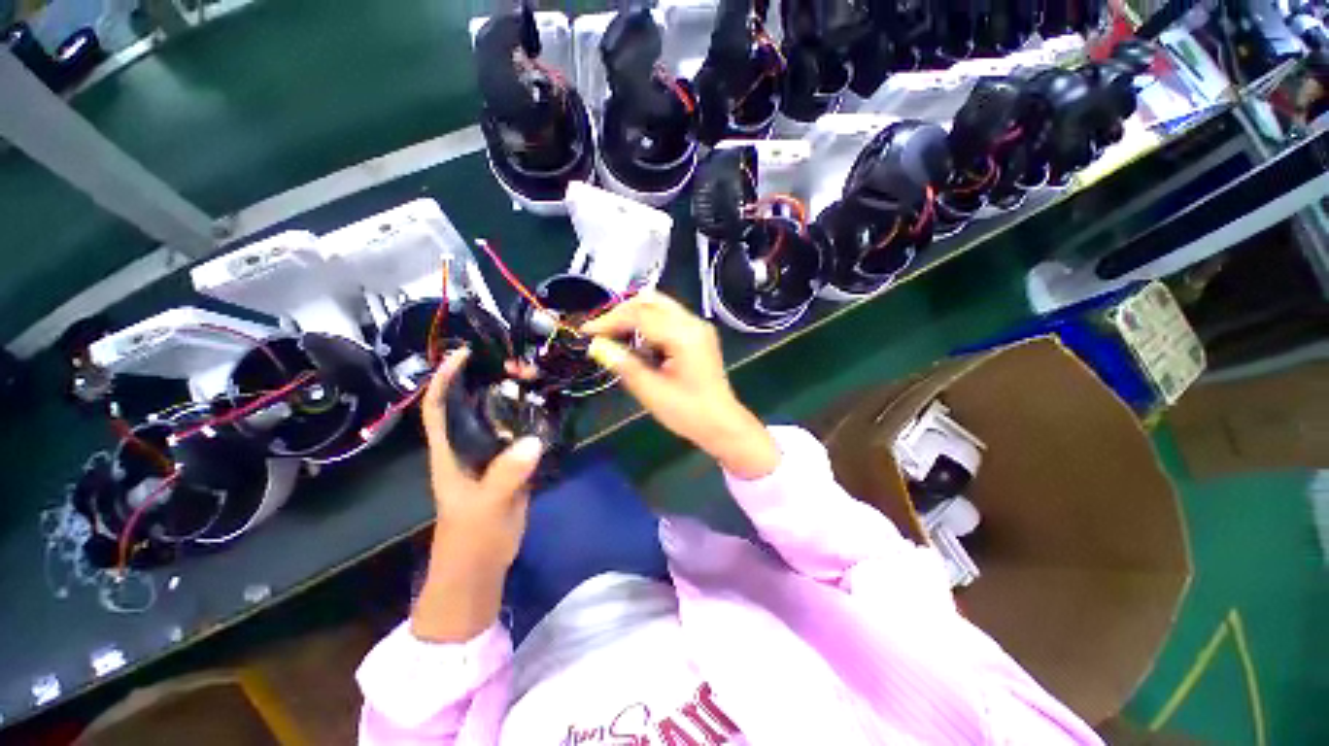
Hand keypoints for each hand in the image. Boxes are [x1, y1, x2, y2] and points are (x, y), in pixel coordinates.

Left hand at [413, 348, 542, 641]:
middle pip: (470, 404)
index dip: (445, 378)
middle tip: (517, 364)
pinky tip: (546, 406)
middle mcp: (466, 447)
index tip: (464, 353)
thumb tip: (533, 441)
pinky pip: (518, 432)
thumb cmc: (472, 540)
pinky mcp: (509, 464)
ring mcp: (489, 455)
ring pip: (497, 417)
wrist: (481, 568)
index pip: (437, 407)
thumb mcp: (486, 508)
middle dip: (487, 379)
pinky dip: (529, 416)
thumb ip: (507, 476)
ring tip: (534, 377)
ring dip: (512, 395)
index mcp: (448, 453)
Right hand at [582, 291, 779, 479]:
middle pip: (651, 301)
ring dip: (634, 316)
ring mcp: (698, 327)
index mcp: (684, 336)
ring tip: (615, 337)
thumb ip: (624, 365)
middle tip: (601, 332)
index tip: (587, 332)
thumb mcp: (651, 392)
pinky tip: (637, 343)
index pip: (639, 314)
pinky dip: (648, 324)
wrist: (722, 423)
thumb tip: (597, 346)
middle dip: (621, 312)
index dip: (609, 320)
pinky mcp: (698, 334)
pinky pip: (668, 317)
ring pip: (659, 306)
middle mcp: (693, 323)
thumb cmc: (688, 413)